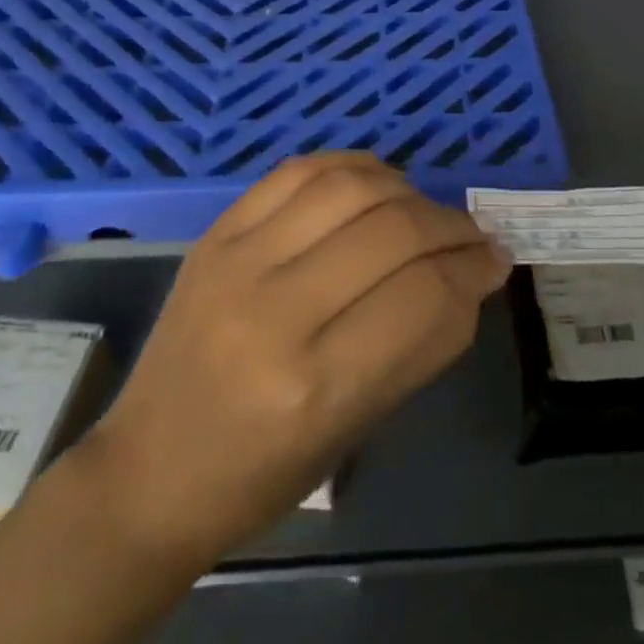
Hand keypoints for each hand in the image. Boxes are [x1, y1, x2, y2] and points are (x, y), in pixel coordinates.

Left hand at [77, 153, 510, 572]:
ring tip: (423, 210)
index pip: (423, 297)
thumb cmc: (260, 476)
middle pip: (392, 232)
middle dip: (450, 227)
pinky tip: (375, 183)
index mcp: (315, 387)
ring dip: (406, 190)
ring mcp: (237, 262)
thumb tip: (474, 273)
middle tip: (472, 236)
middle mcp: (274, 313)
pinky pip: (298, 172)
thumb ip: (420, 344)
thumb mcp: (355, 426)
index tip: (496, 262)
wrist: (147, 473)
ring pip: (349, 188)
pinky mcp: (215, 234)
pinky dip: (351, 167)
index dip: (473, 272)